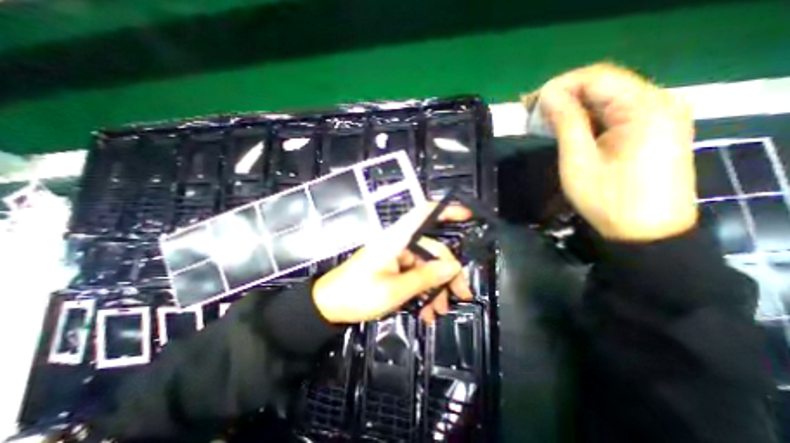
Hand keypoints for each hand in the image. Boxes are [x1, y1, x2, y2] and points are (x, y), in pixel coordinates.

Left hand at [308, 203, 470, 323]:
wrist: (328, 306)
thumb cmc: (358, 295)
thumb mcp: (395, 290)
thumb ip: (426, 277)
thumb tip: (453, 266)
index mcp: (396, 239)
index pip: (423, 214)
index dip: (445, 210)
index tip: (466, 216)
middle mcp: (399, 243)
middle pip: (432, 250)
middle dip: (447, 274)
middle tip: (460, 295)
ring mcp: (396, 257)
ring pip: (426, 267)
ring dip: (435, 288)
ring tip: (438, 311)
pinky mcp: (393, 268)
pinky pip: (415, 276)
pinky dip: (423, 291)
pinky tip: (426, 311)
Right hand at [537, 64, 695, 239]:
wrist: (645, 231)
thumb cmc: (608, 198)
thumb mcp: (579, 160)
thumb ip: (566, 122)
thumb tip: (547, 95)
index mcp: (644, 107)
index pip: (597, 77)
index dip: (560, 85)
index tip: (530, 102)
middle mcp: (659, 101)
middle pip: (605, 83)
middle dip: (565, 93)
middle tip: (532, 110)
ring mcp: (659, 115)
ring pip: (609, 97)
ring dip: (575, 104)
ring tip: (544, 117)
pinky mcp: (654, 128)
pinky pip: (616, 111)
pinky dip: (589, 115)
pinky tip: (569, 125)